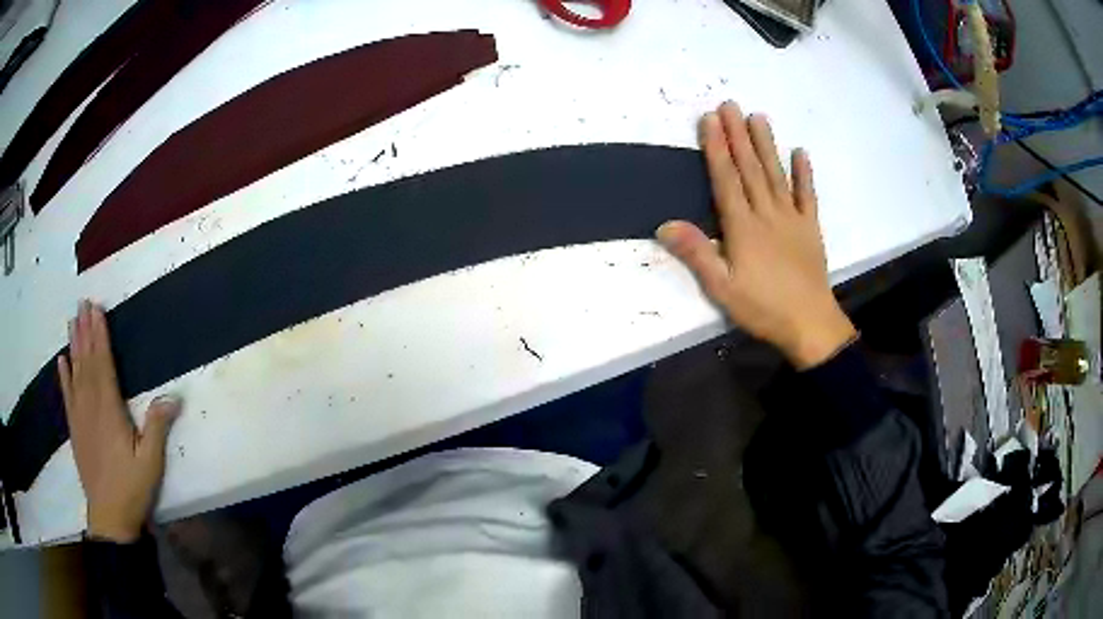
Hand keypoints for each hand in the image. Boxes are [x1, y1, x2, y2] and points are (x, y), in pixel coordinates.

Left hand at [57, 300, 180, 542]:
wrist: (109, 517)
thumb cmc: (131, 488)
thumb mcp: (151, 462)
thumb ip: (158, 428)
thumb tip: (173, 396)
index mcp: (109, 410)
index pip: (102, 363)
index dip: (99, 335)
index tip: (96, 309)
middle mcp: (90, 406)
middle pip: (86, 361)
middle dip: (85, 331)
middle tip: (82, 303)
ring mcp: (79, 417)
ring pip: (75, 373)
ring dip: (74, 345)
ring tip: (72, 321)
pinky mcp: (74, 429)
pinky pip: (67, 395)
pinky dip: (63, 376)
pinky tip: (61, 361)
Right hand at [657, 102, 855, 368]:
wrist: (810, 324)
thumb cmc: (763, 308)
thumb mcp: (722, 288)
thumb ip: (697, 254)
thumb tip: (665, 224)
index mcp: (743, 227)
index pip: (726, 179)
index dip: (716, 148)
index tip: (710, 120)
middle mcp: (767, 214)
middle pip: (750, 168)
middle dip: (738, 135)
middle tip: (730, 104)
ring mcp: (792, 218)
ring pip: (776, 174)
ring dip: (766, 144)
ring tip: (758, 116)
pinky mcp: (810, 228)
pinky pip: (807, 195)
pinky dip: (804, 173)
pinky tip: (800, 152)